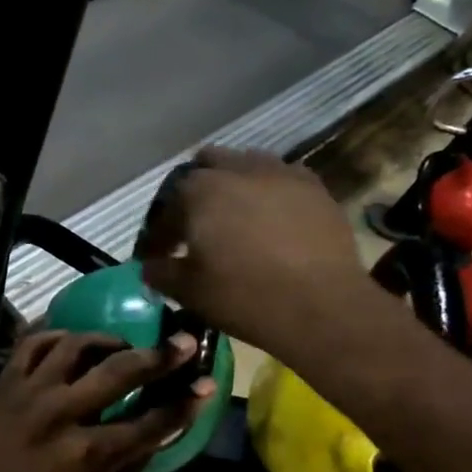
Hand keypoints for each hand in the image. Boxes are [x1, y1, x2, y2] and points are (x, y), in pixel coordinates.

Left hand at [0, 331, 209, 471]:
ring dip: (107, 340)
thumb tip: (158, 433)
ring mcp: (28, 393)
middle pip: (120, 371)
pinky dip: (56, 336)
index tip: (207, 385)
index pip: (149, 421)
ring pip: (76, 345)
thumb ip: (127, 468)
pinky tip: (72, 341)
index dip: (184, 403)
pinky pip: (32, 344)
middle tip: (184, 341)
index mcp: (87, 455)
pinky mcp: (3, 385)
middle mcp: (61, 414)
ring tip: (122, 346)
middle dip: (160, 356)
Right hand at [136, 147, 375, 359]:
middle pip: (205, 167)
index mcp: (198, 191)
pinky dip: (269, 191)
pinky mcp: (314, 186)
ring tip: (235, 217)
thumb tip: (149, 266)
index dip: (159, 234)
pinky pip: (281, 177)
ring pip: (245, 164)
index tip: (159, 256)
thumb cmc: (244, 297)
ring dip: (233, 184)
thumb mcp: (189, 291)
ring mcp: (279, 173)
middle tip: (196, 227)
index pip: (166, 208)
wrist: (322, 307)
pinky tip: (272, 217)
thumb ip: (161, 272)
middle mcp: (236, 169)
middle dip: (195, 193)